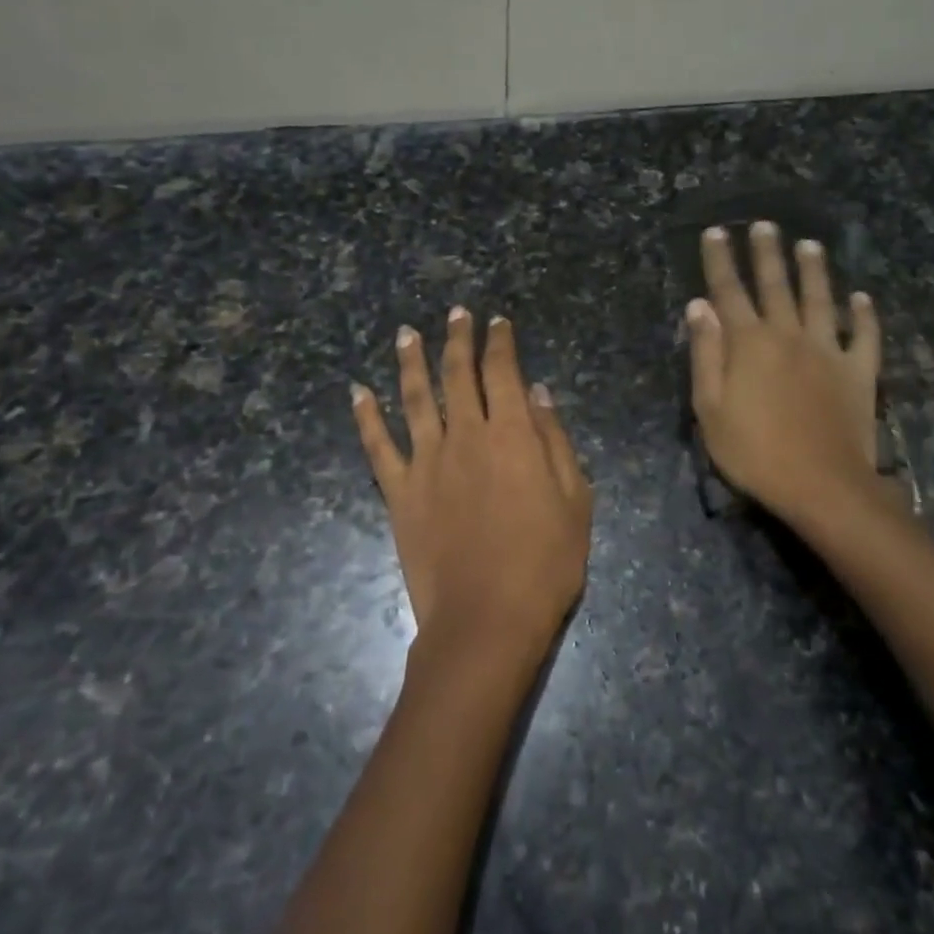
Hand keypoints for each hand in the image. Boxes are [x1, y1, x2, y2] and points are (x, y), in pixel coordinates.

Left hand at [352, 308, 591, 668]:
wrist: (486, 620)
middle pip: (457, 374)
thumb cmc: (544, 563)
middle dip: (458, 339)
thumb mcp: (575, 499)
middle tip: (456, 312)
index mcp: (511, 434)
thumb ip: (554, 440)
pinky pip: (377, 446)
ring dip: (410, 361)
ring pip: (415, 397)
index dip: (500, 342)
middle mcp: (465, 435)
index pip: (503, 371)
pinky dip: (366, 416)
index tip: (497, 321)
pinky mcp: (398, 492)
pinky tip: (357, 392)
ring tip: (406, 333)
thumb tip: (537, 392)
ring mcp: (426, 461)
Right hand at [685, 223, 883, 529]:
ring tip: (809, 244)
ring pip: (821, 299)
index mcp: (748, 343)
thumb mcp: (710, 408)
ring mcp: (828, 350)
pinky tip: (863, 298)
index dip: (720, 260)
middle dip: (766, 252)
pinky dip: (865, 315)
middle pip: (775, 285)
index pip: (729, 291)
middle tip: (764, 224)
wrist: (821, 484)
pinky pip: (865, 336)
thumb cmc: (754, 452)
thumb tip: (699, 306)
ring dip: (814, 270)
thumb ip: (705, 353)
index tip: (716, 231)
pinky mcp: (859, 371)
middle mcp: (788, 335)